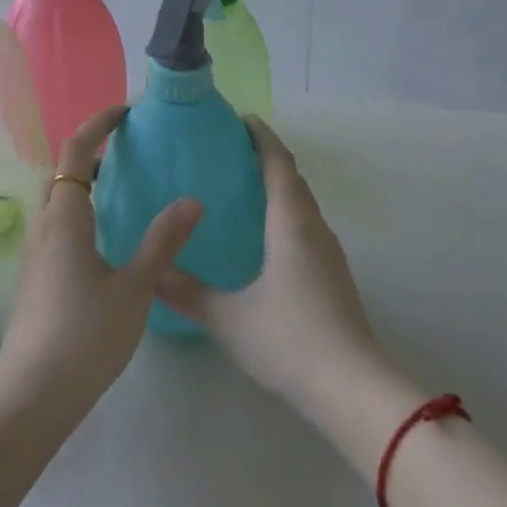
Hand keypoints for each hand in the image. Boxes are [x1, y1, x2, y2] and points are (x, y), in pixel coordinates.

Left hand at [0, 105, 201, 416]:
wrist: (31, 396)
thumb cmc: (85, 336)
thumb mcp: (134, 288)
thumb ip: (162, 241)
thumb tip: (192, 200)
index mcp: (64, 217)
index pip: (75, 152)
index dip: (97, 125)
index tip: (125, 114)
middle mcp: (43, 225)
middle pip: (61, 172)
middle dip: (90, 152)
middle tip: (128, 150)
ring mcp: (34, 252)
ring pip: (55, 200)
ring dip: (83, 183)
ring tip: (122, 188)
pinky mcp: (35, 275)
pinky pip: (56, 224)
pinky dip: (79, 210)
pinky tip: (107, 237)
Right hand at [156, 117, 384, 414]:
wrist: (353, 387)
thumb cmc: (289, 339)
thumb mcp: (229, 318)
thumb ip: (188, 293)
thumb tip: (153, 273)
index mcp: (290, 222)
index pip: (278, 162)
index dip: (261, 136)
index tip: (240, 120)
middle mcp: (313, 226)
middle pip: (293, 177)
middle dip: (267, 157)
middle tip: (231, 153)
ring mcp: (329, 251)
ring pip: (303, 202)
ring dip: (279, 186)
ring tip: (244, 189)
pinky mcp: (334, 274)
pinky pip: (307, 225)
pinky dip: (287, 212)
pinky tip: (266, 237)